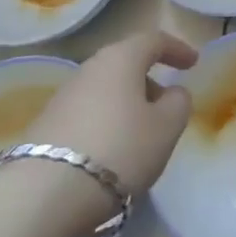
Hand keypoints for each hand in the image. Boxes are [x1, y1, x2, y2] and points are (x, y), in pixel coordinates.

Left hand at [32, 31, 198, 197]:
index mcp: (121, 59)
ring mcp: (63, 97)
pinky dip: (105, 124)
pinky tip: (111, 154)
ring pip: (105, 91)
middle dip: (148, 81)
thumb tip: (171, 93)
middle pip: (125, 65)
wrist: (42, 196)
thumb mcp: (166, 128)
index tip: (193, 63)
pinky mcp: (45, 126)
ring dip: (126, 105)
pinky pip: (87, 115)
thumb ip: (178, 103)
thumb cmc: (119, 150)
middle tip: (167, 105)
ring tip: (140, 136)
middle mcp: (89, 68)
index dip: (177, 49)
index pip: (154, 40)